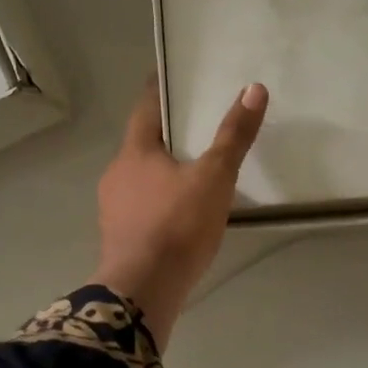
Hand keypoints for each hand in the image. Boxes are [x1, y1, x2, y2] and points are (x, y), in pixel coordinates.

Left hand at [91, 79, 268, 348]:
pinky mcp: (118, 238)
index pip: (144, 109)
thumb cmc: (177, 226)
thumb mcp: (214, 178)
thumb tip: (254, 90)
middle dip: (164, 136)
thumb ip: (233, 136)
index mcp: (134, 153)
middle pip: (141, 145)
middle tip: (193, 127)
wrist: (142, 291)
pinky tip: (177, 215)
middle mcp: (116, 175)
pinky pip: (140, 208)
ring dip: (160, 172)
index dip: (157, 90)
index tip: (167, 77)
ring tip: (190, 172)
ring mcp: (112, 209)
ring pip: (139, 178)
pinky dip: (158, 202)